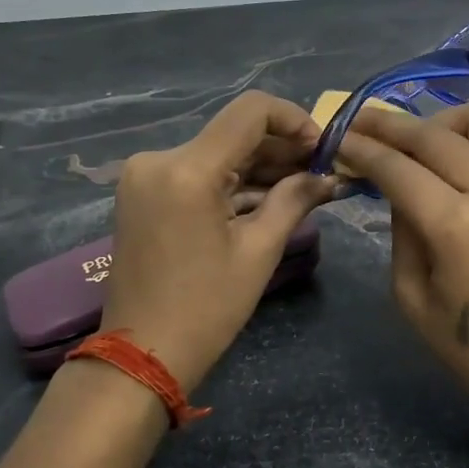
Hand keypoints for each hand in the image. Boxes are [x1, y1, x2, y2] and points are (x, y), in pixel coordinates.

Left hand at [101, 91, 338, 391]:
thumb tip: (328, 176)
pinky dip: (232, 183)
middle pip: (233, 133)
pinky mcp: (144, 193)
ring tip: (303, 188)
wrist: (140, 355)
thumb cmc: (205, 309)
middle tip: (321, 173)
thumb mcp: (259, 252)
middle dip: (281, 149)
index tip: (322, 148)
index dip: (294, 120)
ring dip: (259, 167)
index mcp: (187, 169)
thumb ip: (294, 200)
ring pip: (217, 153)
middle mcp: (159, 159)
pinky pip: (197, 173)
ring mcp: (146, 176)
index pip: (250, 111)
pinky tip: (268, 198)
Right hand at [336, 101, 468, 439]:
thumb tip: (399, 190)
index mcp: (457, 226)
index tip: (336, 136)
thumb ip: (402, 234)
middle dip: (390, 124)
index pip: (399, 168)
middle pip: (435, 134)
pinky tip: (455, 158)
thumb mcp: (415, 299)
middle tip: (361, 121)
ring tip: (419, 140)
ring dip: (442, 120)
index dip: (362, 149)